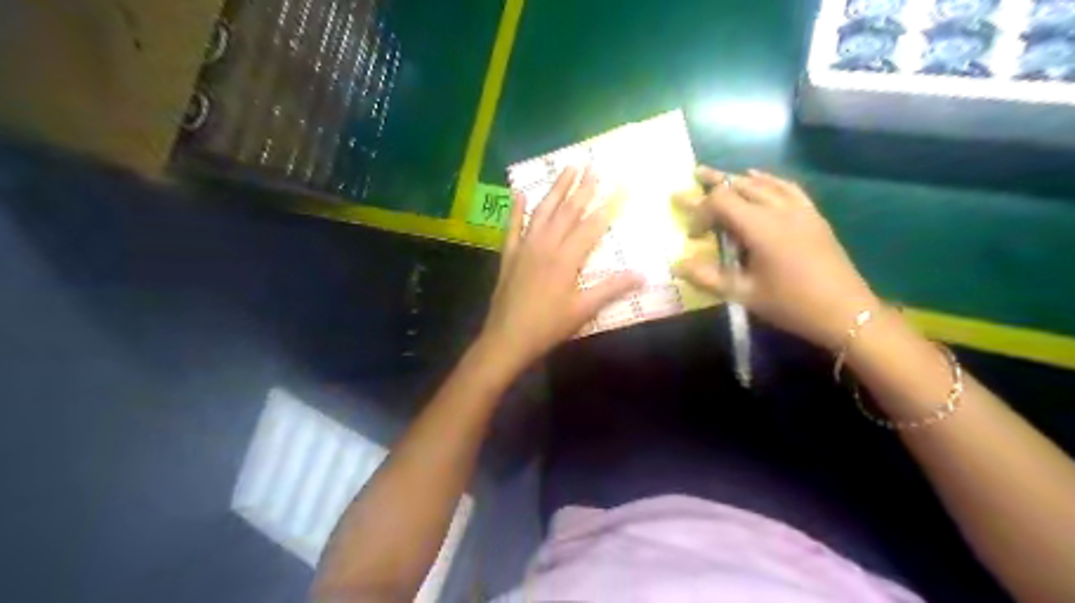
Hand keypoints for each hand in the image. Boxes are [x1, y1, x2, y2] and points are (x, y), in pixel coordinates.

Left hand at [482, 167, 646, 369]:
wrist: (507, 338)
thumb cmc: (548, 326)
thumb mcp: (583, 310)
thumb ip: (611, 289)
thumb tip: (643, 274)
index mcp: (566, 258)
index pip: (593, 225)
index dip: (610, 205)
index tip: (624, 185)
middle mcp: (545, 245)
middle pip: (568, 211)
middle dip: (583, 187)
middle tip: (594, 165)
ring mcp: (524, 247)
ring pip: (542, 211)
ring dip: (556, 189)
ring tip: (567, 168)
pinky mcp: (509, 255)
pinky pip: (512, 226)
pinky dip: (516, 209)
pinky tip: (519, 192)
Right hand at [675, 168, 876, 347]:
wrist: (846, 311)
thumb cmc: (791, 304)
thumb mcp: (744, 294)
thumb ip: (707, 277)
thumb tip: (677, 264)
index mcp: (760, 227)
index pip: (720, 201)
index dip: (700, 210)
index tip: (693, 234)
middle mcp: (778, 209)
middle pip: (741, 184)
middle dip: (714, 181)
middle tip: (693, 176)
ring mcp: (799, 210)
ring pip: (763, 183)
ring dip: (738, 179)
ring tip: (719, 176)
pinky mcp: (813, 216)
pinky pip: (787, 188)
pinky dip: (768, 180)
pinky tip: (759, 178)